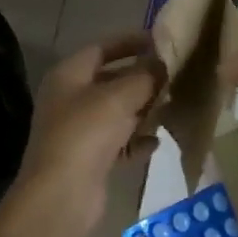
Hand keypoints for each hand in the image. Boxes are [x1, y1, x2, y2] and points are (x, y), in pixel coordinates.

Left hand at [12, 33, 162, 232]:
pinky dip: (137, 140)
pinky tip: (156, 142)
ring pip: (118, 112)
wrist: (62, 195)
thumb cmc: (87, 133)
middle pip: (112, 80)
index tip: (161, 41)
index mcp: (69, 75)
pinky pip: (119, 142)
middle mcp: (71, 99)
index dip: (131, 41)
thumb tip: (165, 63)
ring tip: (172, 105)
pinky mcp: (90, 159)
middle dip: (142, 78)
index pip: (102, 47)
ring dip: (144, 109)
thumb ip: (146, 75)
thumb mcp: (120, 96)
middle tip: (175, 75)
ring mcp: (79, 130)